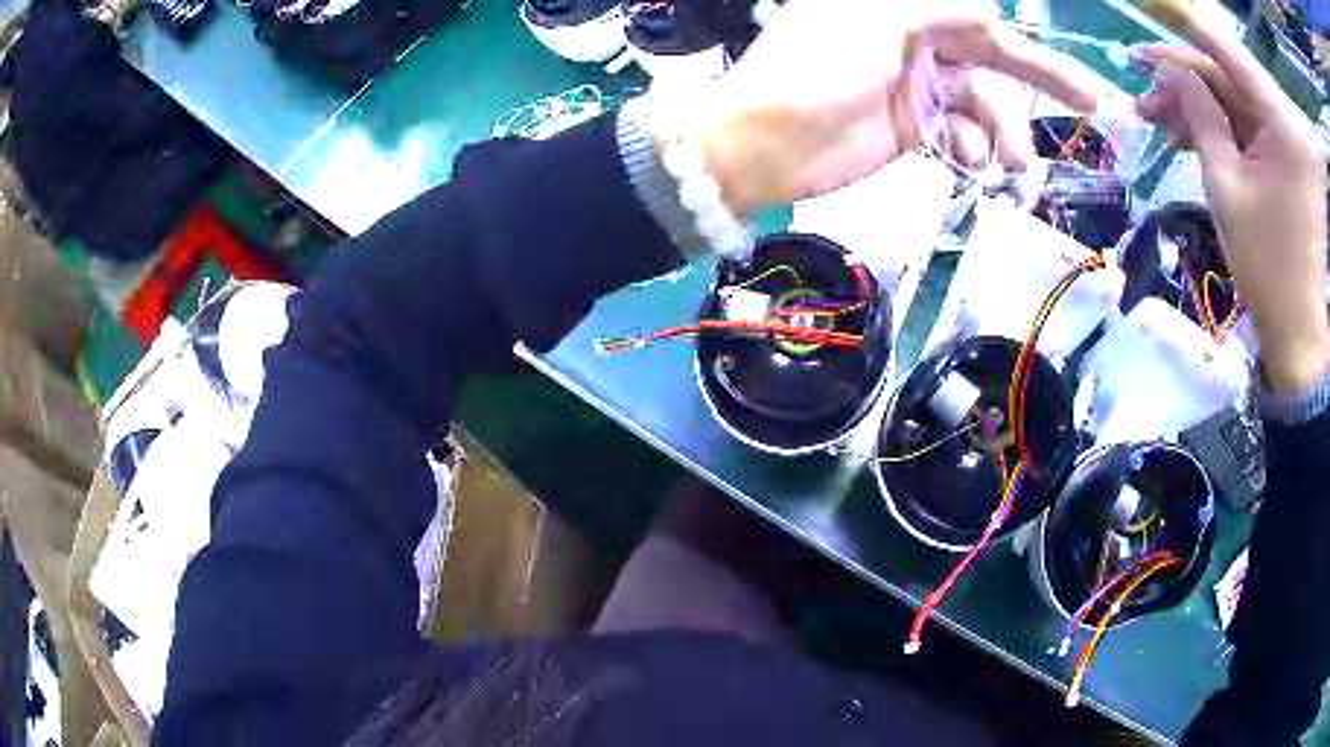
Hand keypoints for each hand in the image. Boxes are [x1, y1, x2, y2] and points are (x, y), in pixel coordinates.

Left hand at [649, 0, 1097, 214]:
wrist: (763, 145)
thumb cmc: (814, 72)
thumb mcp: (877, 23)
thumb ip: (940, 11)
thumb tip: (993, 12)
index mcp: (903, 9)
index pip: (979, 20)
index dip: (1025, 45)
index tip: (1070, 73)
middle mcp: (914, 40)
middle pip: (992, 58)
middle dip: (1042, 82)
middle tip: (1093, 104)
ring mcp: (915, 85)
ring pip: (982, 103)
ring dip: (1003, 132)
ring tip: (1011, 162)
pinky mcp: (912, 128)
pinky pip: (960, 134)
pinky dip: (971, 148)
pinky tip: (967, 160)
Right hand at [1131, 13, 1329, 392]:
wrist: (1300, 333)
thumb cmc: (1269, 268)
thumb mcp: (1227, 187)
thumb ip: (1199, 117)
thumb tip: (1169, 72)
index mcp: (1282, 121)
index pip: (1225, 49)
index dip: (1183, 29)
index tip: (1145, 10)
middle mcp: (1287, 120)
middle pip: (1230, 76)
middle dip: (1186, 81)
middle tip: (1144, 90)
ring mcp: (1289, 139)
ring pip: (1237, 100)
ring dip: (1201, 106)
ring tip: (1160, 121)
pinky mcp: (1289, 158)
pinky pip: (1252, 125)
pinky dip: (1224, 127)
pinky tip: (1192, 135)